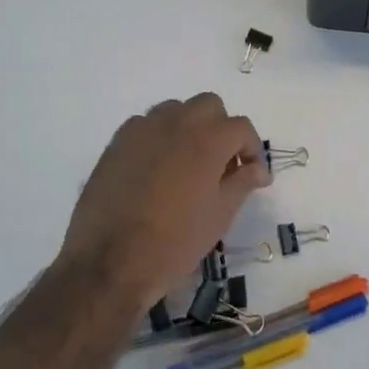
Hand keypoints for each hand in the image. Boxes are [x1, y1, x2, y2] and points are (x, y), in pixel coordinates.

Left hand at [59, 93, 269, 311]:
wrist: (110, 262)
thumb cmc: (175, 242)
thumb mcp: (220, 215)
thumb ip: (242, 183)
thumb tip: (258, 169)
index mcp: (208, 140)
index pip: (241, 127)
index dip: (252, 149)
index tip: (253, 174)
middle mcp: (176, 123)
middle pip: (209, 106)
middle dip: (221, 128)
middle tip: (221, 163)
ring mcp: (143, 129)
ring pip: (175, 110)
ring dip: (189, 127)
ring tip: (187, 163)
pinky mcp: (117, 142)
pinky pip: (145, 125)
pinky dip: (158, 137)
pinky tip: (156, 168)